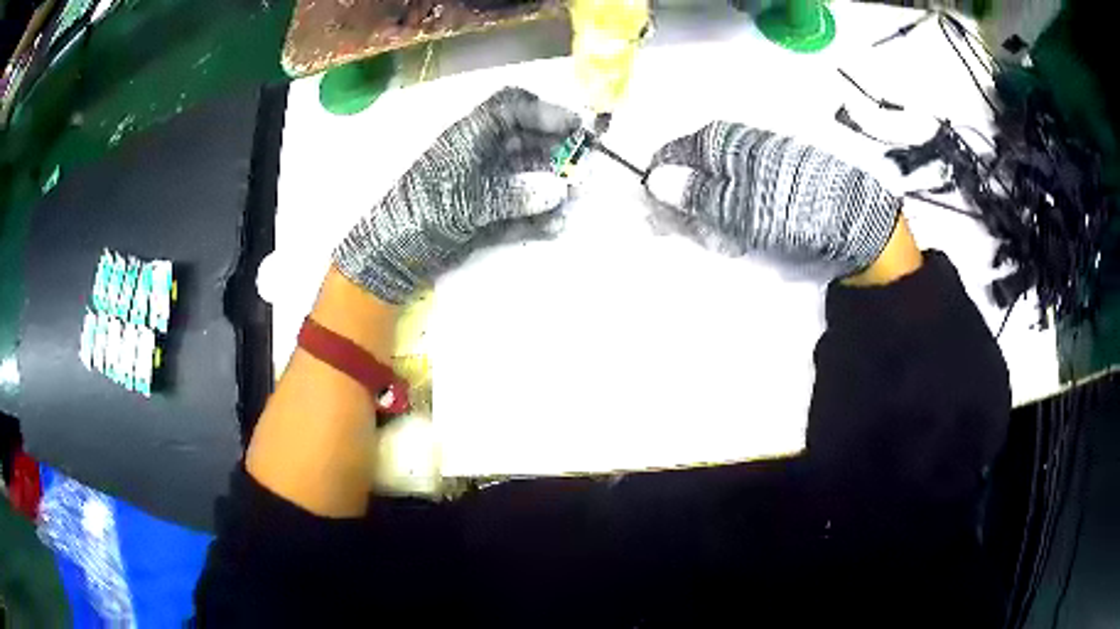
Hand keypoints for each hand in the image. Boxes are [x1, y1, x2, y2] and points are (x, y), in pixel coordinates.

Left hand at [333, 87, 581, 303]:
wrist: (393, 255)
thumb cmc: (422, 215)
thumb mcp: (465, 201)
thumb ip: (512, 195)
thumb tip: (557, 191)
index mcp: (469, 137)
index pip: (510, 108)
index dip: (543, 111)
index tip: (575, 125)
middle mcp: (481, 155)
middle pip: (526, 140)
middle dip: (557, 149)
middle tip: (584, 164)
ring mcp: (485, 186)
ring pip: (526, 175)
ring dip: (552, 183)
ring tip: (574, 197)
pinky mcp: (486, 215)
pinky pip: (518, 209)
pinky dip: (537, 217)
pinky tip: (555, 226)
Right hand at [644, 122, 901, 276]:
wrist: (858, 218)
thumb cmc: (795, 211)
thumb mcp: (742, 209)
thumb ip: (698, 195)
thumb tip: (655, 181)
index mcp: (723, 142)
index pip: (674, 154)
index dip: (662, 185)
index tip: (660, 217)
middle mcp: (740, 141)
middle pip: (695, 167)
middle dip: (688, 201)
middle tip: (695, 234)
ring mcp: (762, 155)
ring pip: (719, 178)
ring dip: (713, 209)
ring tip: (726, 237)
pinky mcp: (781, 170)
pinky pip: (744, 185)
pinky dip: (738, 208)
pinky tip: (748, 227)